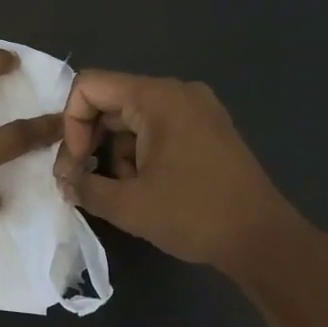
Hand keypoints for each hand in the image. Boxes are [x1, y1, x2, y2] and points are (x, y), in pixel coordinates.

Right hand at [53, 70, 301, 273]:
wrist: (262, 239)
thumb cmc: (193, 215)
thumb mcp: (127, 205)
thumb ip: (84, 186)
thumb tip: (65, 181)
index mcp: (157, 98)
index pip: (90, 87)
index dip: (71, 124)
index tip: (76, 165)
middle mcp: (177, 92)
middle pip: (111, 101)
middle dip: (90, 141)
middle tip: (81, 181)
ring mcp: (197, 109)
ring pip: (132, 119)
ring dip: (115, 152)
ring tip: (121, 192)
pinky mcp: (207, 130)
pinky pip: (157, 129)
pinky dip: (140, 154)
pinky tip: (145, 188)